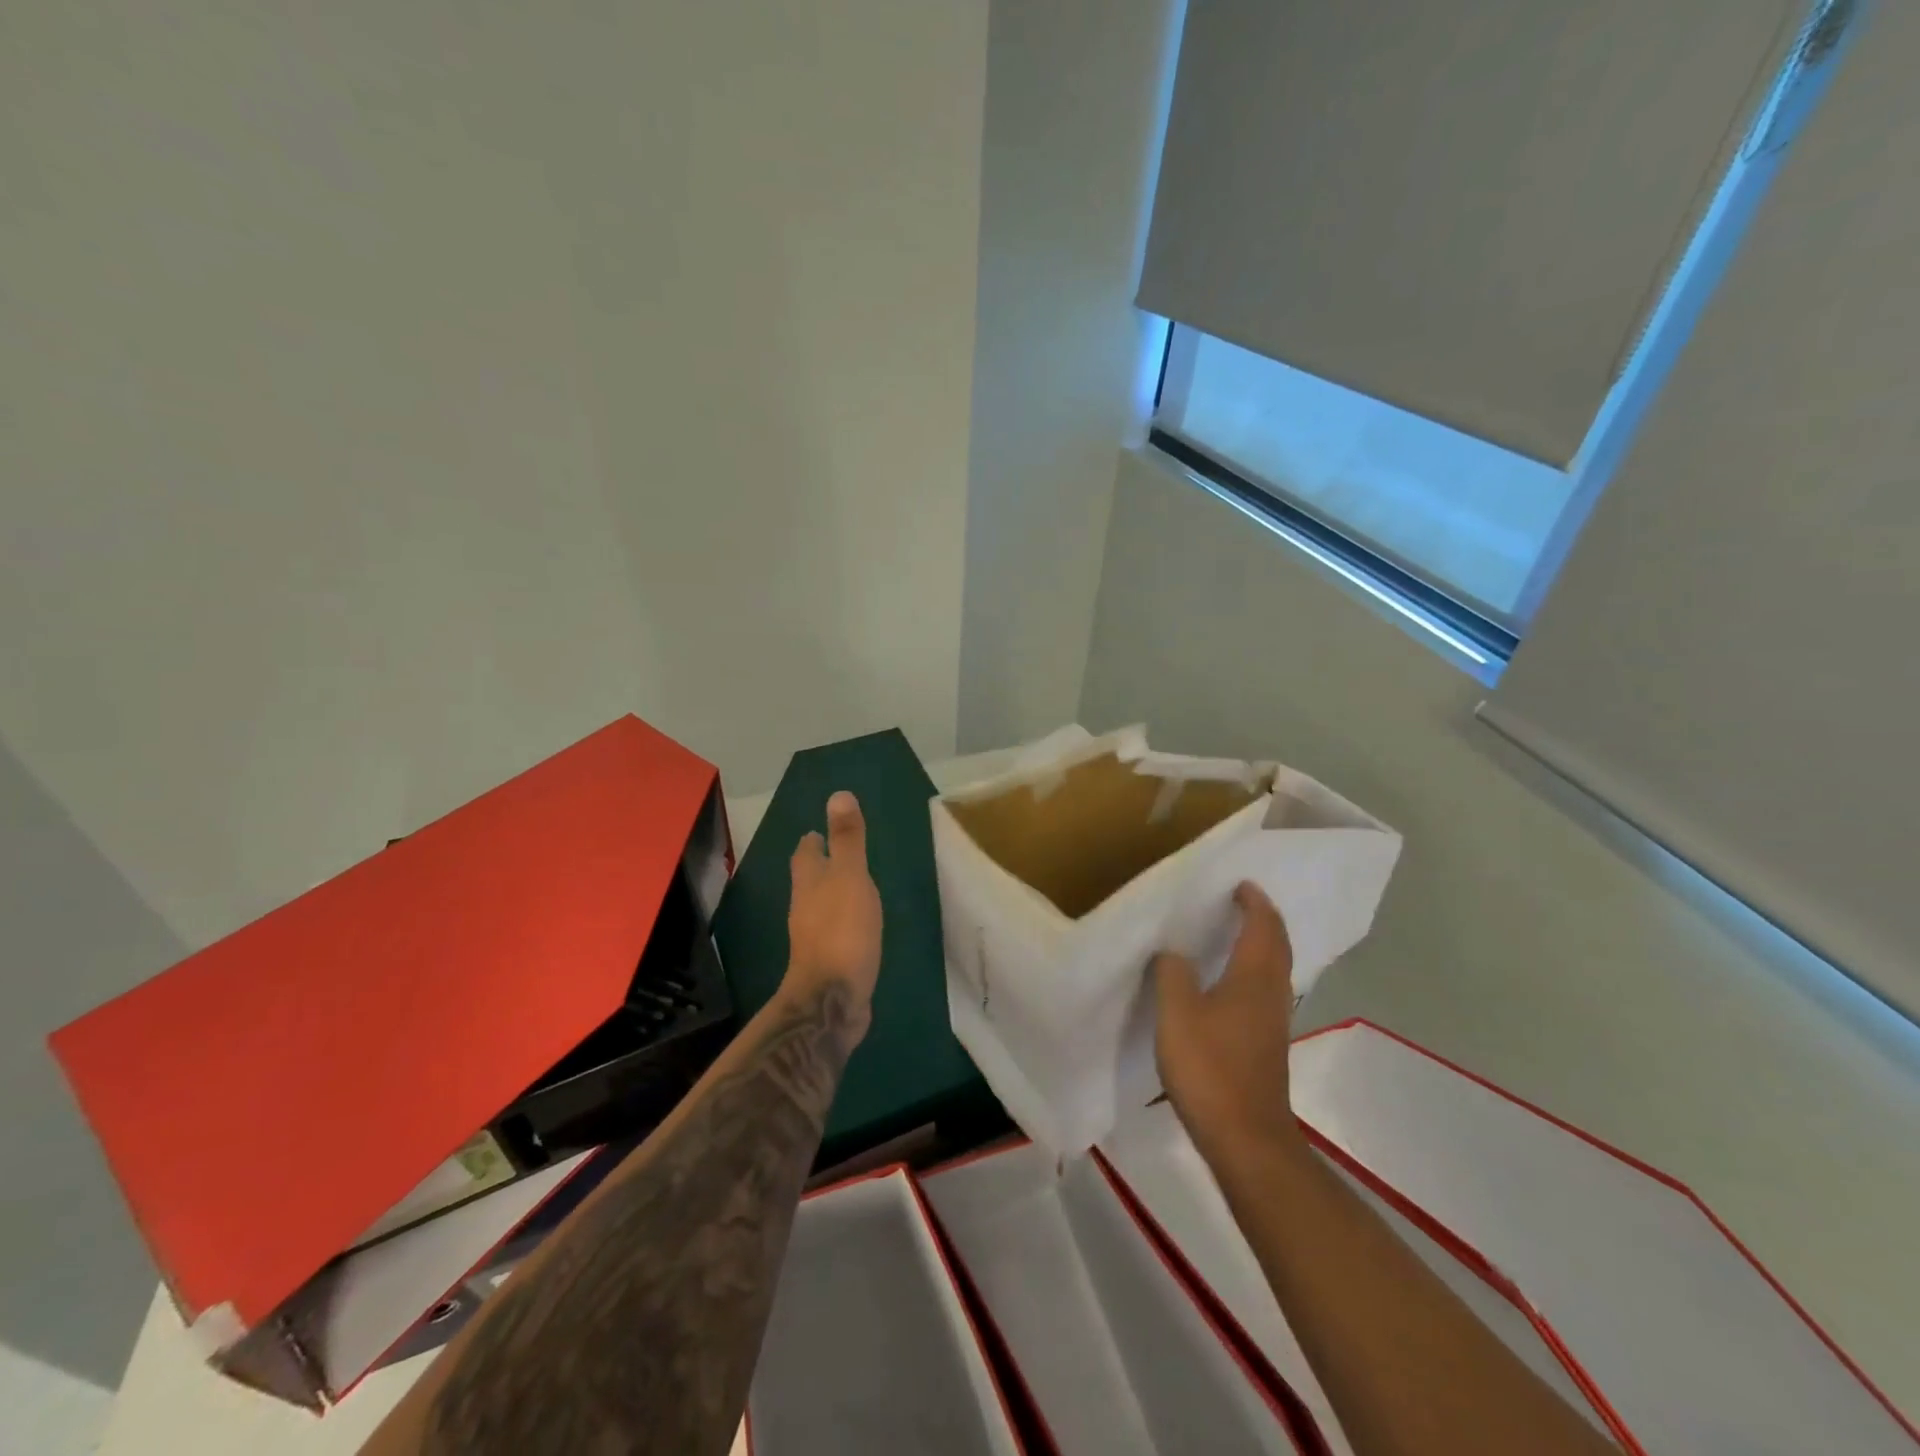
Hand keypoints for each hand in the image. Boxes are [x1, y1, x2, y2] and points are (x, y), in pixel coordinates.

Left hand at [783, 790, 882, 1043]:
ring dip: (831, 895)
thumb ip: (847, 840)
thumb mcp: (850, 877)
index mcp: (809, 884)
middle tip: (835, 854)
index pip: (805, 854)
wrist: (832, 999)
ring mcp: (815, 938)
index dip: (811, 842)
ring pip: (820, 907)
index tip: (816, 832)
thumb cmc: (842, 931)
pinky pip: (835, 934)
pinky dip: (844, 923)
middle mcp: (805, 908)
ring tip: (851, 887)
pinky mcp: (829, 963)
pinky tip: (859, 928)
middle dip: (819, 867)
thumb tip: (838, 794)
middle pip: (809, 881)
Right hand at [1154, 882, 1302, 1155]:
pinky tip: (1229, 983)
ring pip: (1273, 970)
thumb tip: (1173, 952)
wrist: (1246, 1137)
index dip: (1254, 902)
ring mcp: (1273, 1022)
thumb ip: (1172, 974)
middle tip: (1241, 901)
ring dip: (1260, 945)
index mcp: (1253, 977)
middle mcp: (1272, 993)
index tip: (1241, 884)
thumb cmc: (1210, 1067)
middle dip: (1263, 920)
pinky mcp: (1267, 1045)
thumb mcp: (1177, 1013)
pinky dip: (1252, 972)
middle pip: (1277, 946)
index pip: (1263, 927)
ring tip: (1234, 934)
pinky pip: (1264, 991)